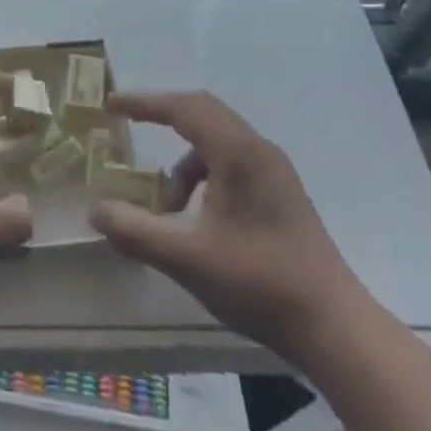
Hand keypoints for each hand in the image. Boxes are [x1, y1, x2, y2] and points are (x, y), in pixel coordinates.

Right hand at [90, 91, 372, 364]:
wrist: (335, 328)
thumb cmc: (260, 283)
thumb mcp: (187, 258)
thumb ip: (136, 231)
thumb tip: (96, 211)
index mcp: (238, 153)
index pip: (183, 108)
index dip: (144, 103)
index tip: (111, 105)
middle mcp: (258, 150)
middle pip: (202, 113)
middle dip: (162, 117)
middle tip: (128, 126)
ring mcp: (275, 171)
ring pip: (217, 141)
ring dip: (184, 161)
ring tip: (166, 205)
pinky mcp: (282, 193)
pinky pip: (232, 162)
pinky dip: (204, 176)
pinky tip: (197, 217)